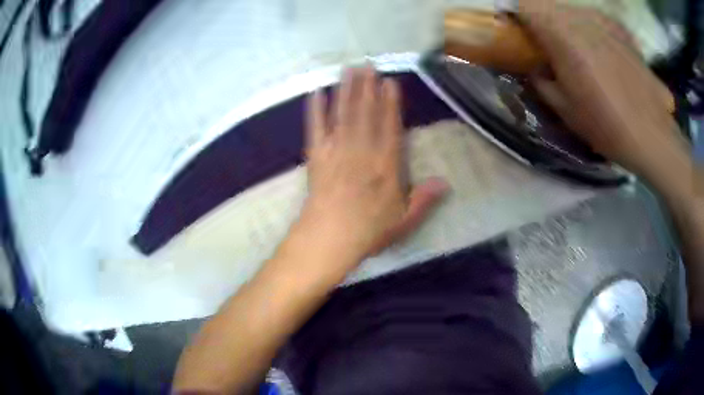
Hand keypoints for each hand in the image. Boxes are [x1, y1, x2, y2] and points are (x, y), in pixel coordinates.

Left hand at [299, 67, 448, 264]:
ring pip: (342, 113)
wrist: (329, 238)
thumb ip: (424, 199)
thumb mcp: (404, 221)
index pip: (389, 126)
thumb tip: (446, 182)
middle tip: (367, 64)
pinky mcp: (316, 155)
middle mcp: (361, 149)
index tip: (389, 82)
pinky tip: (315, 92)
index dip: (390, 103)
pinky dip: (315, 109)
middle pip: (365, 112)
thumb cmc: (368, 231)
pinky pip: (315, 128)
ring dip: (346, 90)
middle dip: (367, 87)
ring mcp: (336, 150)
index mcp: (385, 164)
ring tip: (348, 69)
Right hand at [517, 0, 687, 179]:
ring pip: (572, 11)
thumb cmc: (606, 126)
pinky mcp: (622, 30)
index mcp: (563, 34)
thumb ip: (540, 79)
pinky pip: (595, 20)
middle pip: (548, 5)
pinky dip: (590, 31)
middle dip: (541, 21)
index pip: (524, 4)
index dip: (514, 14)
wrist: (653, 136)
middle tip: (547, 46)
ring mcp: (605, 21)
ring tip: (578, 54)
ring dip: (566, 25)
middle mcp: (582, 17)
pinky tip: (602, 55)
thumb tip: (534, 65)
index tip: (516, 32)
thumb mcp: (564, 108)